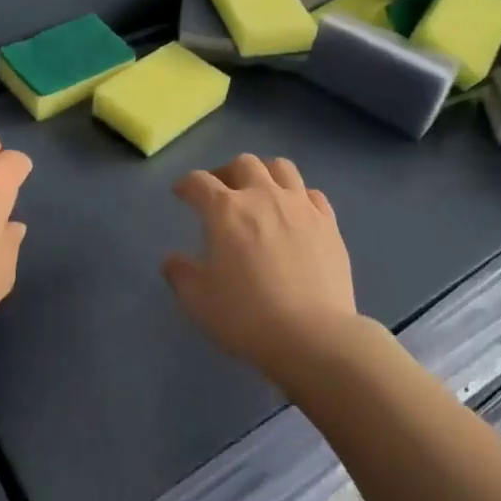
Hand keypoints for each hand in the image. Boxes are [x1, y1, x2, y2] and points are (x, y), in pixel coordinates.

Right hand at [162, 154, 357, 385]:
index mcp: (225, 211)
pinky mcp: (328, 222)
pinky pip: (312, 193)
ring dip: (265, 173)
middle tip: (222, 193)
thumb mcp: (198, 302)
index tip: (182, 193)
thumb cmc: (247, 317)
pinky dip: (299, 196)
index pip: (199, 182)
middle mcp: (263, 196)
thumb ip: (181, 275)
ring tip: (261, 192)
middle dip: (227, 173)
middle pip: (243, 164)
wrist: (313, 336)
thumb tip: (172, 259)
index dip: (186, 184)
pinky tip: (295, 213)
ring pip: (281, 167)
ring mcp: (300, 206)